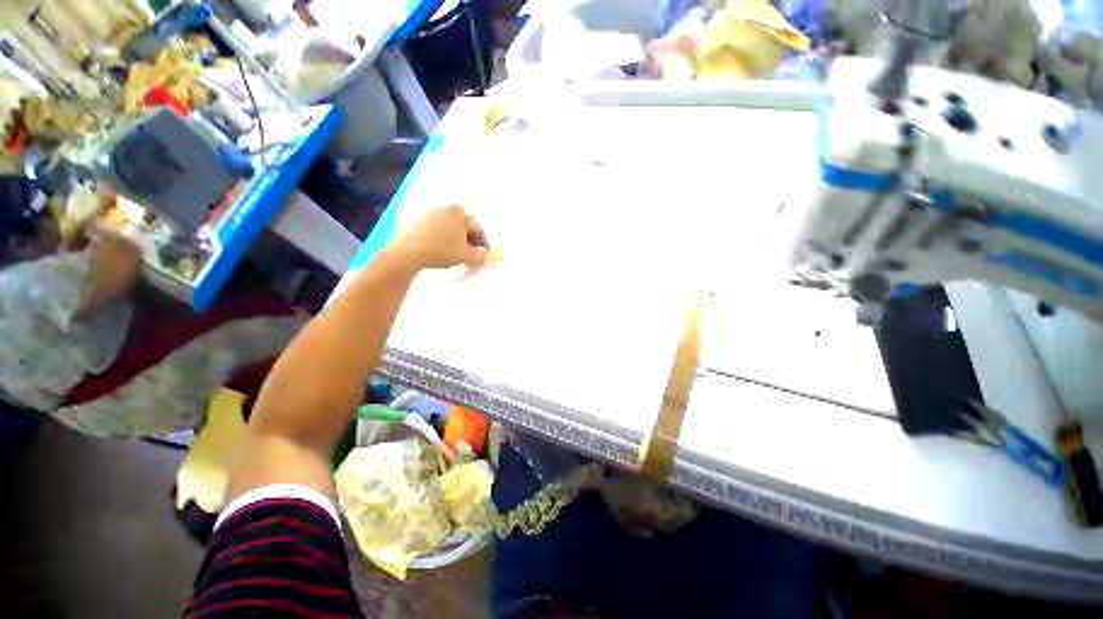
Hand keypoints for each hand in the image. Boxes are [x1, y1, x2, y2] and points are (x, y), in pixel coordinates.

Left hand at [392, 204, 488, 269]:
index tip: (484, 256)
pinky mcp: (419, 220)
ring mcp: (430, 212)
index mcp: (459, 211)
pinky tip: (444, 251)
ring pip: (451, 229)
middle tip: (472, 257)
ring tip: (459, 256)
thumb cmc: (442, 250)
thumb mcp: (467, 256)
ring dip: (458, 242)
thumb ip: (480, 255)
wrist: (409, 252)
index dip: (483, 244)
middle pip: (464, 227)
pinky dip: (445, 240)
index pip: (477, 229)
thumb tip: (484, 254)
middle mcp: (445, 207)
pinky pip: (438, 230)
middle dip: (470, 242)